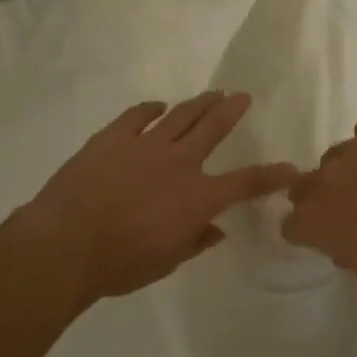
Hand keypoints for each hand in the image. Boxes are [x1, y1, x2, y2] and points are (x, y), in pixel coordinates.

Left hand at [4, 93, 295, 306]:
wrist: (65, 244)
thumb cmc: (121, 263)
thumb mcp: (167, 262)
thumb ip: (195, 241)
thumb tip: (215, 230)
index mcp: (198, 197)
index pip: (246, 182)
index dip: (272, 176)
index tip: (291, 169)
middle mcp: (178, 162)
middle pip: (213, 129)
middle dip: (231, 111)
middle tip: (242, 97)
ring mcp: (144, 145)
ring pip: (180, 116)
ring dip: (199, 103)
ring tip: (212, 93)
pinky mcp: (112, 138)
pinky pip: (136, 115)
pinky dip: (150, 109)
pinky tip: (157, 106)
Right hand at [282, 117, 356, 302]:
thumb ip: (352, 259)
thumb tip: (350, 245)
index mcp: (316, 220)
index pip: (292, 224)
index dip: (309, 233)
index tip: (328, 239)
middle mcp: (327, 177)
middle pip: (306, 185)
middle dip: (323, 199)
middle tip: (353, 212)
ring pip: (339, 156)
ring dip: (352, 172)